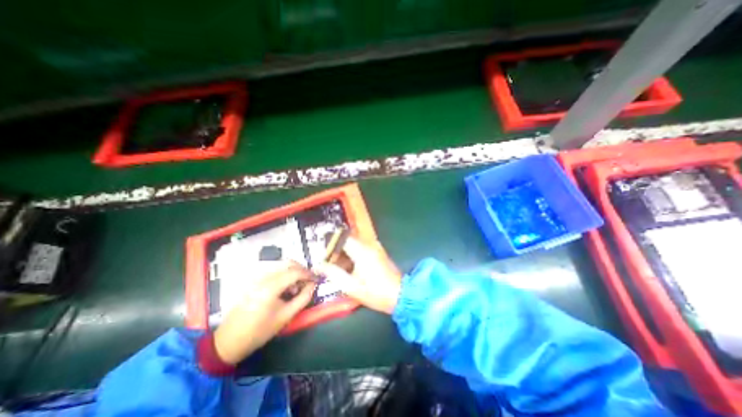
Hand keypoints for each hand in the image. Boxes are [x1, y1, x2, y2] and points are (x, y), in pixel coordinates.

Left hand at [217, 261, 316, 364]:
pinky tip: (284, 289)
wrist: (229, 341)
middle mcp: (263, 277)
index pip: (295, 272)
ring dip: (293, 272)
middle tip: (307, 282)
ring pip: (281, 265)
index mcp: (270, 287)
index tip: (316, 279)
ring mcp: (256, 277)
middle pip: (288, 263)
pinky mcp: (253, 280)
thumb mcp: (286, 316)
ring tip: (295, 289)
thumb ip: (303, 298)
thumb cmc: (260, 331)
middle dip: (301, 270)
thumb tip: (313, 285)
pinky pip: (273, 271)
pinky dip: (283, 275)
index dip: (308, 274)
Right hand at [316, 236, 403, 314]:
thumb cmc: (374, 292)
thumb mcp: (350, 286)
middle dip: (336, 249)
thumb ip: (333, 273)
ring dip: (344, 253)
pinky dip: (353, 254)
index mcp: (362, 250)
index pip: (342, 238)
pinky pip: (361, 247)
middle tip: (328, 262)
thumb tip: (318, 265)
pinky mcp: (378, 251)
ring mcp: (375, 247)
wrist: (400, 295)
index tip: (323, 255)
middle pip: (348, 240)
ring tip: (337, 267)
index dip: (330, 244)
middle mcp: (369, 244)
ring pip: (354, 244)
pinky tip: (349, 268)